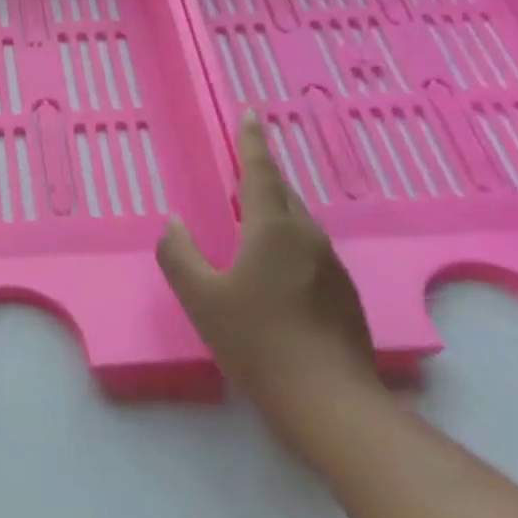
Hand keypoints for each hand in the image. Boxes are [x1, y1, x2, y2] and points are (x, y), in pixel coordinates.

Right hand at [156, 114, 380, 430]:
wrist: (330, 402)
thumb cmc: (257, 341)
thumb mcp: (201, 298)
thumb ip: (179, 255)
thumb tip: (173, 224)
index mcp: (273, 229)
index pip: (261, 172)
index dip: (251, 142)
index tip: (249, 115)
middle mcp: (308, 237)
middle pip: (283, 194)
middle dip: (262, 177)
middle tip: (241, 170)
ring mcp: (332, 267)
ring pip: (299, 225)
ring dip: (274, 213)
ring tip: (251, 222)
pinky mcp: (344, 295)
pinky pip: (309, 252)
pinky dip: (287, 244)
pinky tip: (273, 273)